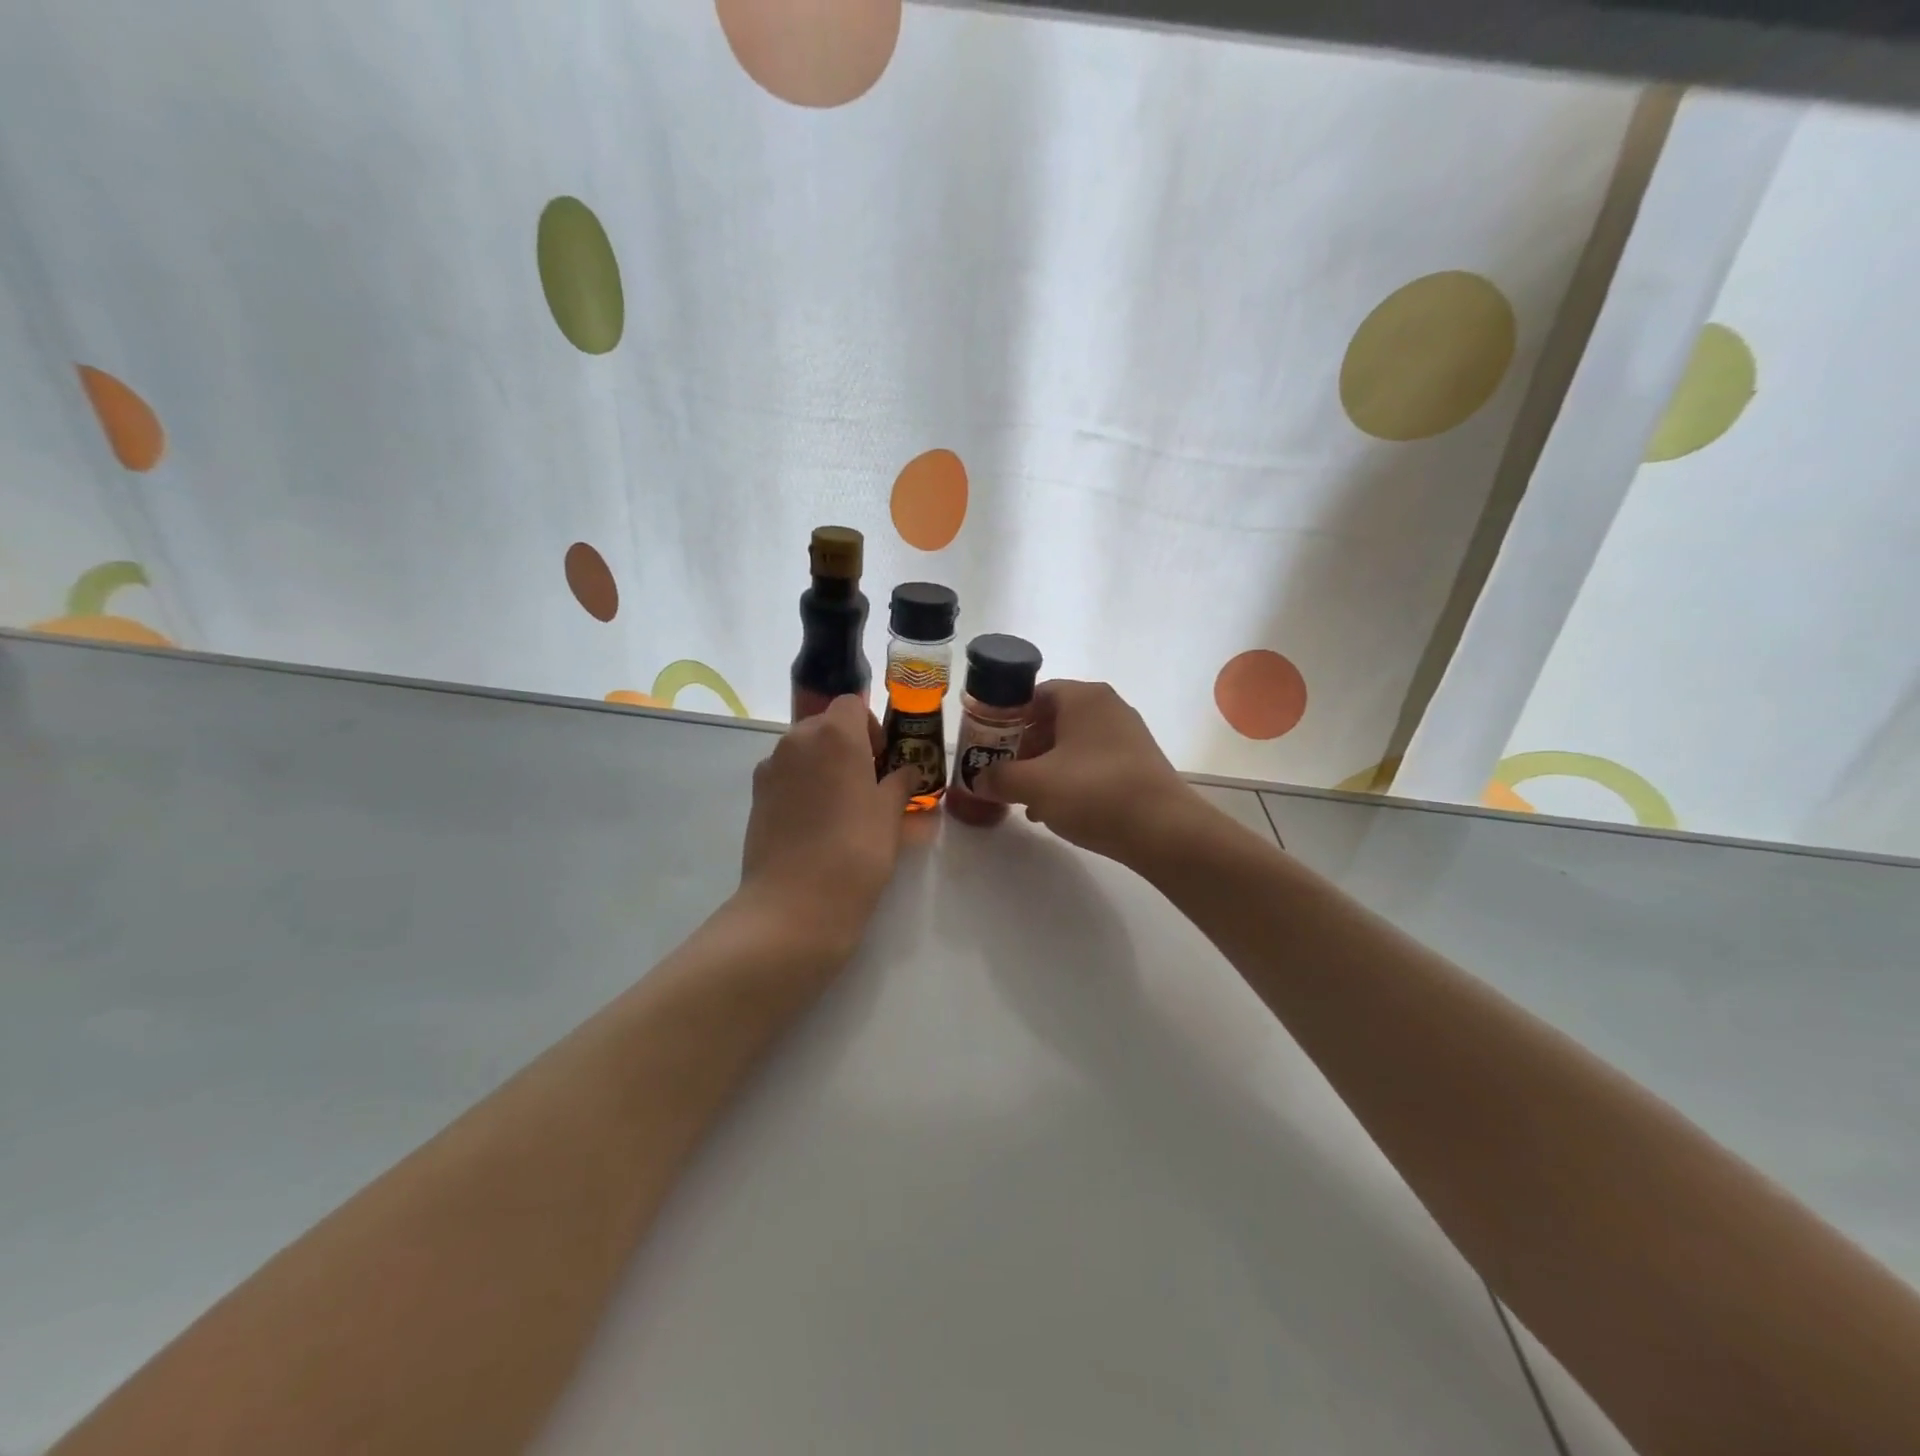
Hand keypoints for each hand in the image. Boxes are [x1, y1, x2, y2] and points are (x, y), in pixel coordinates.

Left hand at [738, 694, 918, 956]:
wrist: (795, 903)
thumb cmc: (855, 851)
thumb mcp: (890, 815)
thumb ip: (899, 783)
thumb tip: (906, 771)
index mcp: (835, 735)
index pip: (852, 704)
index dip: (870, 726)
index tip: (881, 759)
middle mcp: (797, 741)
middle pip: (824, 725)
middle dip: (847, 745)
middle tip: (866, 785)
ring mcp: (770, 768)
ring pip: (802, 751)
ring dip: (823, 766)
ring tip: (840, 808)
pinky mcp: (755, 796)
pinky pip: (785, 777)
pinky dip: (801, 787)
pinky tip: (814, 824)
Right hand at [974, 680, 1204, 864]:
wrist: (1164, 830)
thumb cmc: (1093, 792)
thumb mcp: (1033, 784)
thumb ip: (998, 777)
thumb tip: (979, 779)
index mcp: (1083, 697)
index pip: (1032, 695)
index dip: (1004, 718)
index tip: (985, 744)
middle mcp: (1107, 707)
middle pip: (1051, 720)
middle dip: (1022, 747)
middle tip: (1001, 773)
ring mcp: (1126, 736)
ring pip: (1071, 745)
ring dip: (1043, 767)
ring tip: (1022, 797)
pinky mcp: (1137, 764)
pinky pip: (1091, 764)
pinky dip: (1069, 780)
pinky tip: (1053, 809)